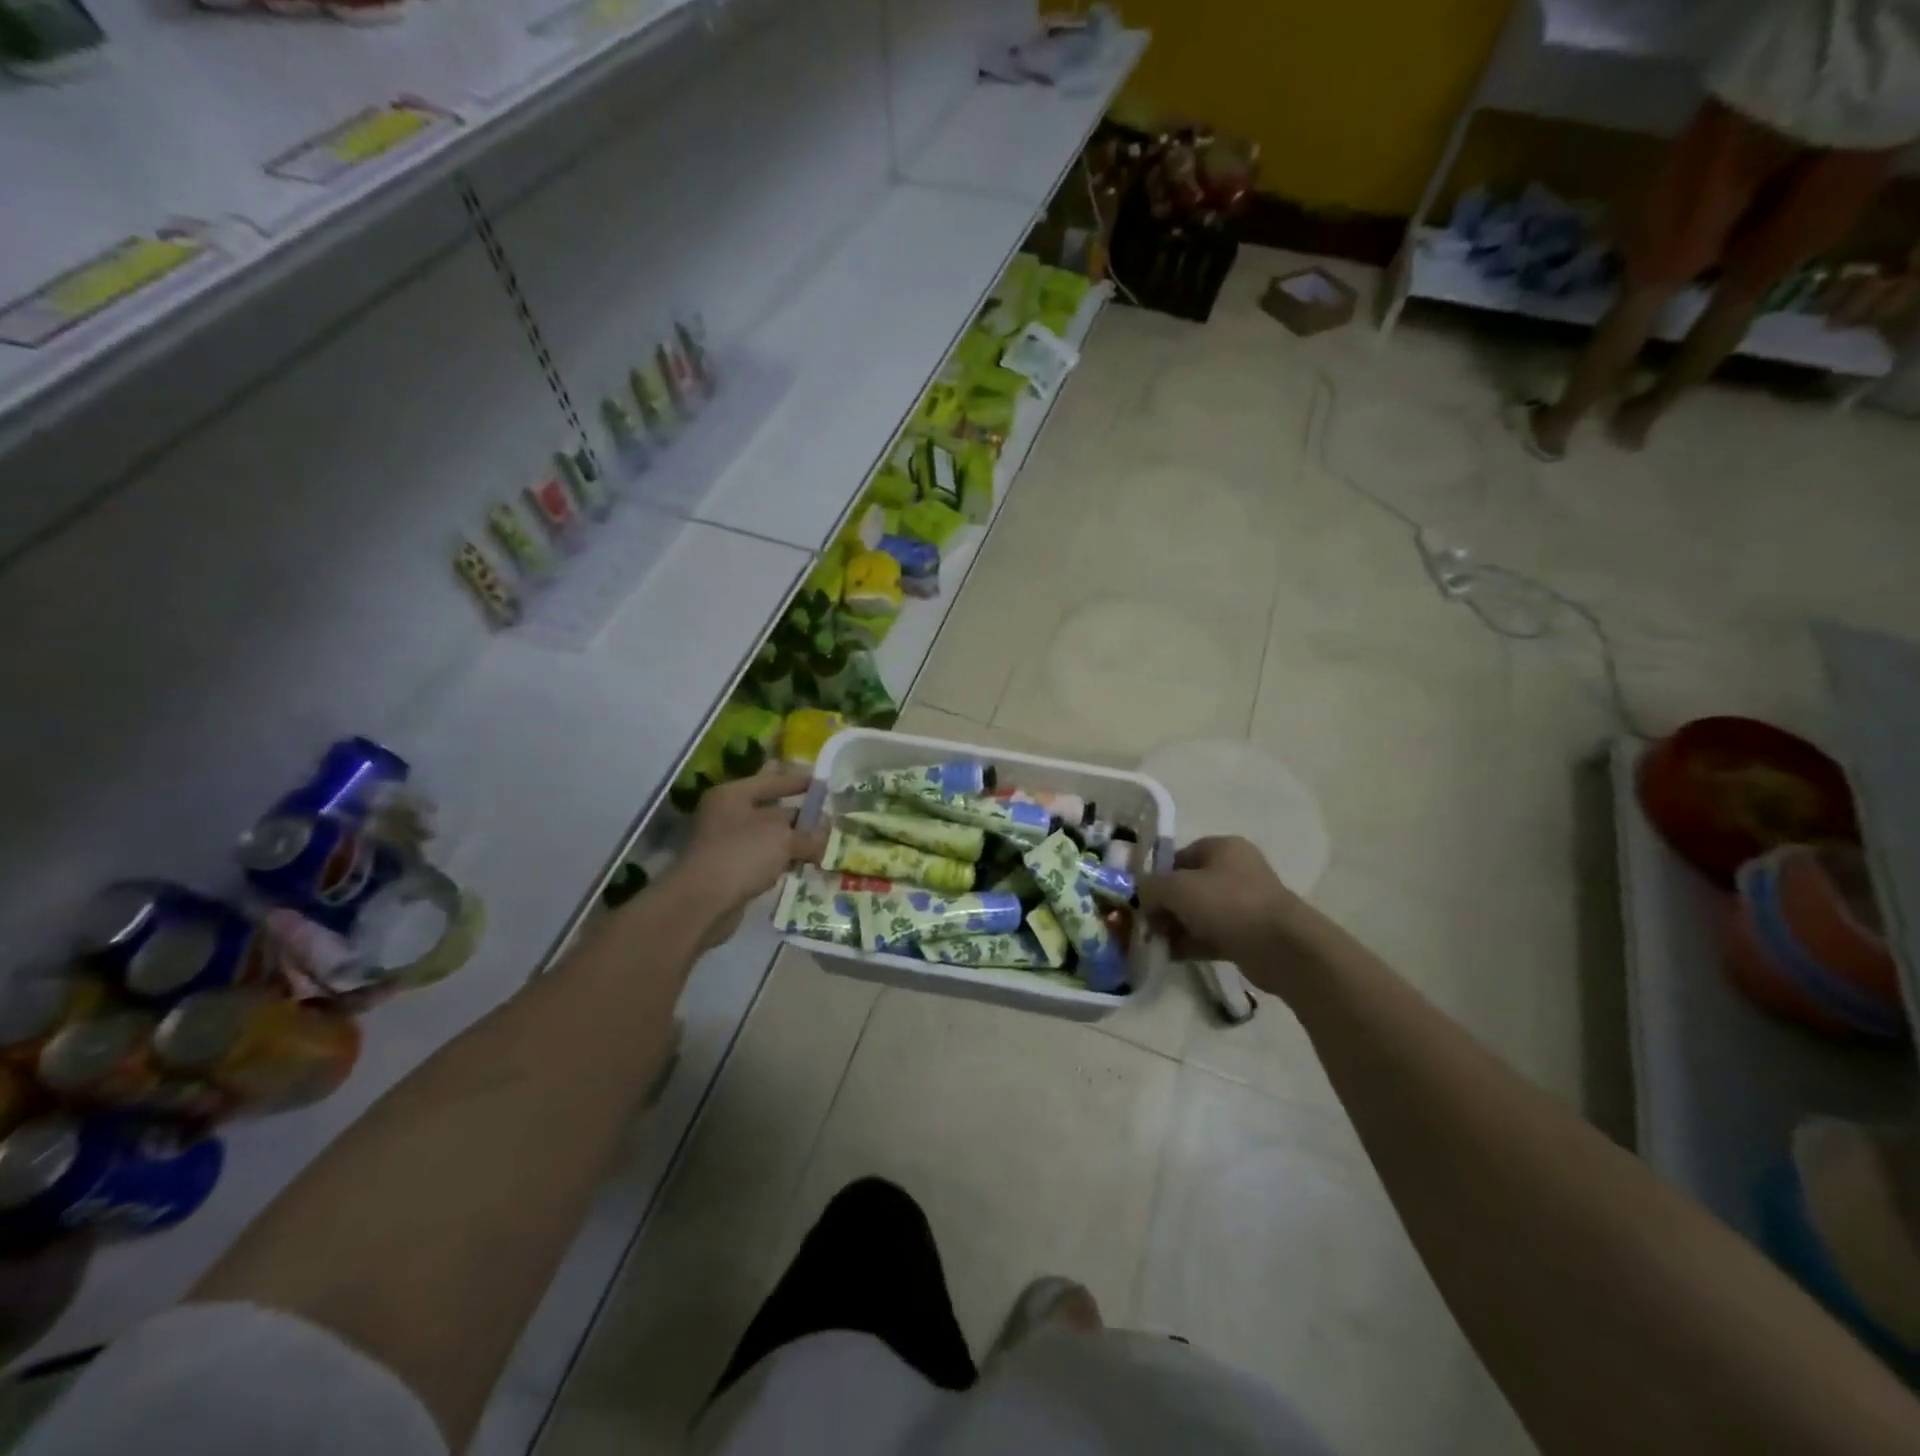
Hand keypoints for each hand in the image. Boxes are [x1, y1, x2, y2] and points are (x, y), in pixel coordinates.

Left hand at [665, 770, 826, 949]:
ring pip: (769, 839)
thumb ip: (809, 834)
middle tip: (832, 822)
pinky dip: (782, 863)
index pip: (773, 781)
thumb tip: (827, 835)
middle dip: (802, 819)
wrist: (701, 903)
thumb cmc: (741, 855)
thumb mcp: (783, 839)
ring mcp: (726, 844)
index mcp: (733, 795)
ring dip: (794, 844)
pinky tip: (803, 868)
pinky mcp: (729, 871)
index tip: (825, 785)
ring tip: (825, 847)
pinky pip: (763, 861)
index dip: (799, 782)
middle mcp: (727, 815)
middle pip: (772, 812)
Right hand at [1139, 836, 1308, 970]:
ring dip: (1173, 927)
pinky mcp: (1246, 935)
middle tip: (1141, 924)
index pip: (1177, 857)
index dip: (1154, 876)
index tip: (1136, 898)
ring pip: (1196, 913)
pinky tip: (1167, 956)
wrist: (1282, 948)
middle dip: (1162, 905)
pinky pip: (1208, 935)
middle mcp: (1233, 871)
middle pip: (1185, 886)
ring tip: (1151, 943)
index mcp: (1221, 848)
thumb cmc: (1228, 904)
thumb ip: (1150, 887)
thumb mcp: (1177, 888)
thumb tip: (1141, 895)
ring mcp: (1242, 904)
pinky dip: (1188, 944)